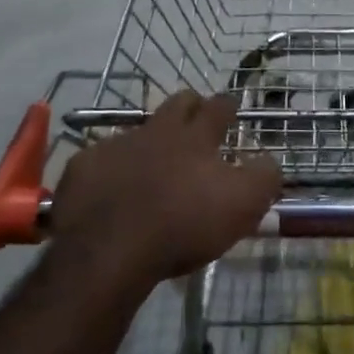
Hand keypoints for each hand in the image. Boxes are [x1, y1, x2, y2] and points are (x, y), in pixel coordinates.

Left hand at [48, 90, 280, 293]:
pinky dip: (110, 170)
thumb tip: (270, 160)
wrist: (110, 249)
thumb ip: (264, 178)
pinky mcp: (83, 168)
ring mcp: (116, 145)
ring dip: (150, 141)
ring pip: (138, 131)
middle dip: (191, 106)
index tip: (233, 105)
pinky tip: (111, 189)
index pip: (218, 108)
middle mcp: (156, 131)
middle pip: (177, 104)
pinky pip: (100, 160)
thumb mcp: (242, 205)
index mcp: (196, 137)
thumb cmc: (184, 224)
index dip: (227, 105)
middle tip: (197, 117)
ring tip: (153, 162)